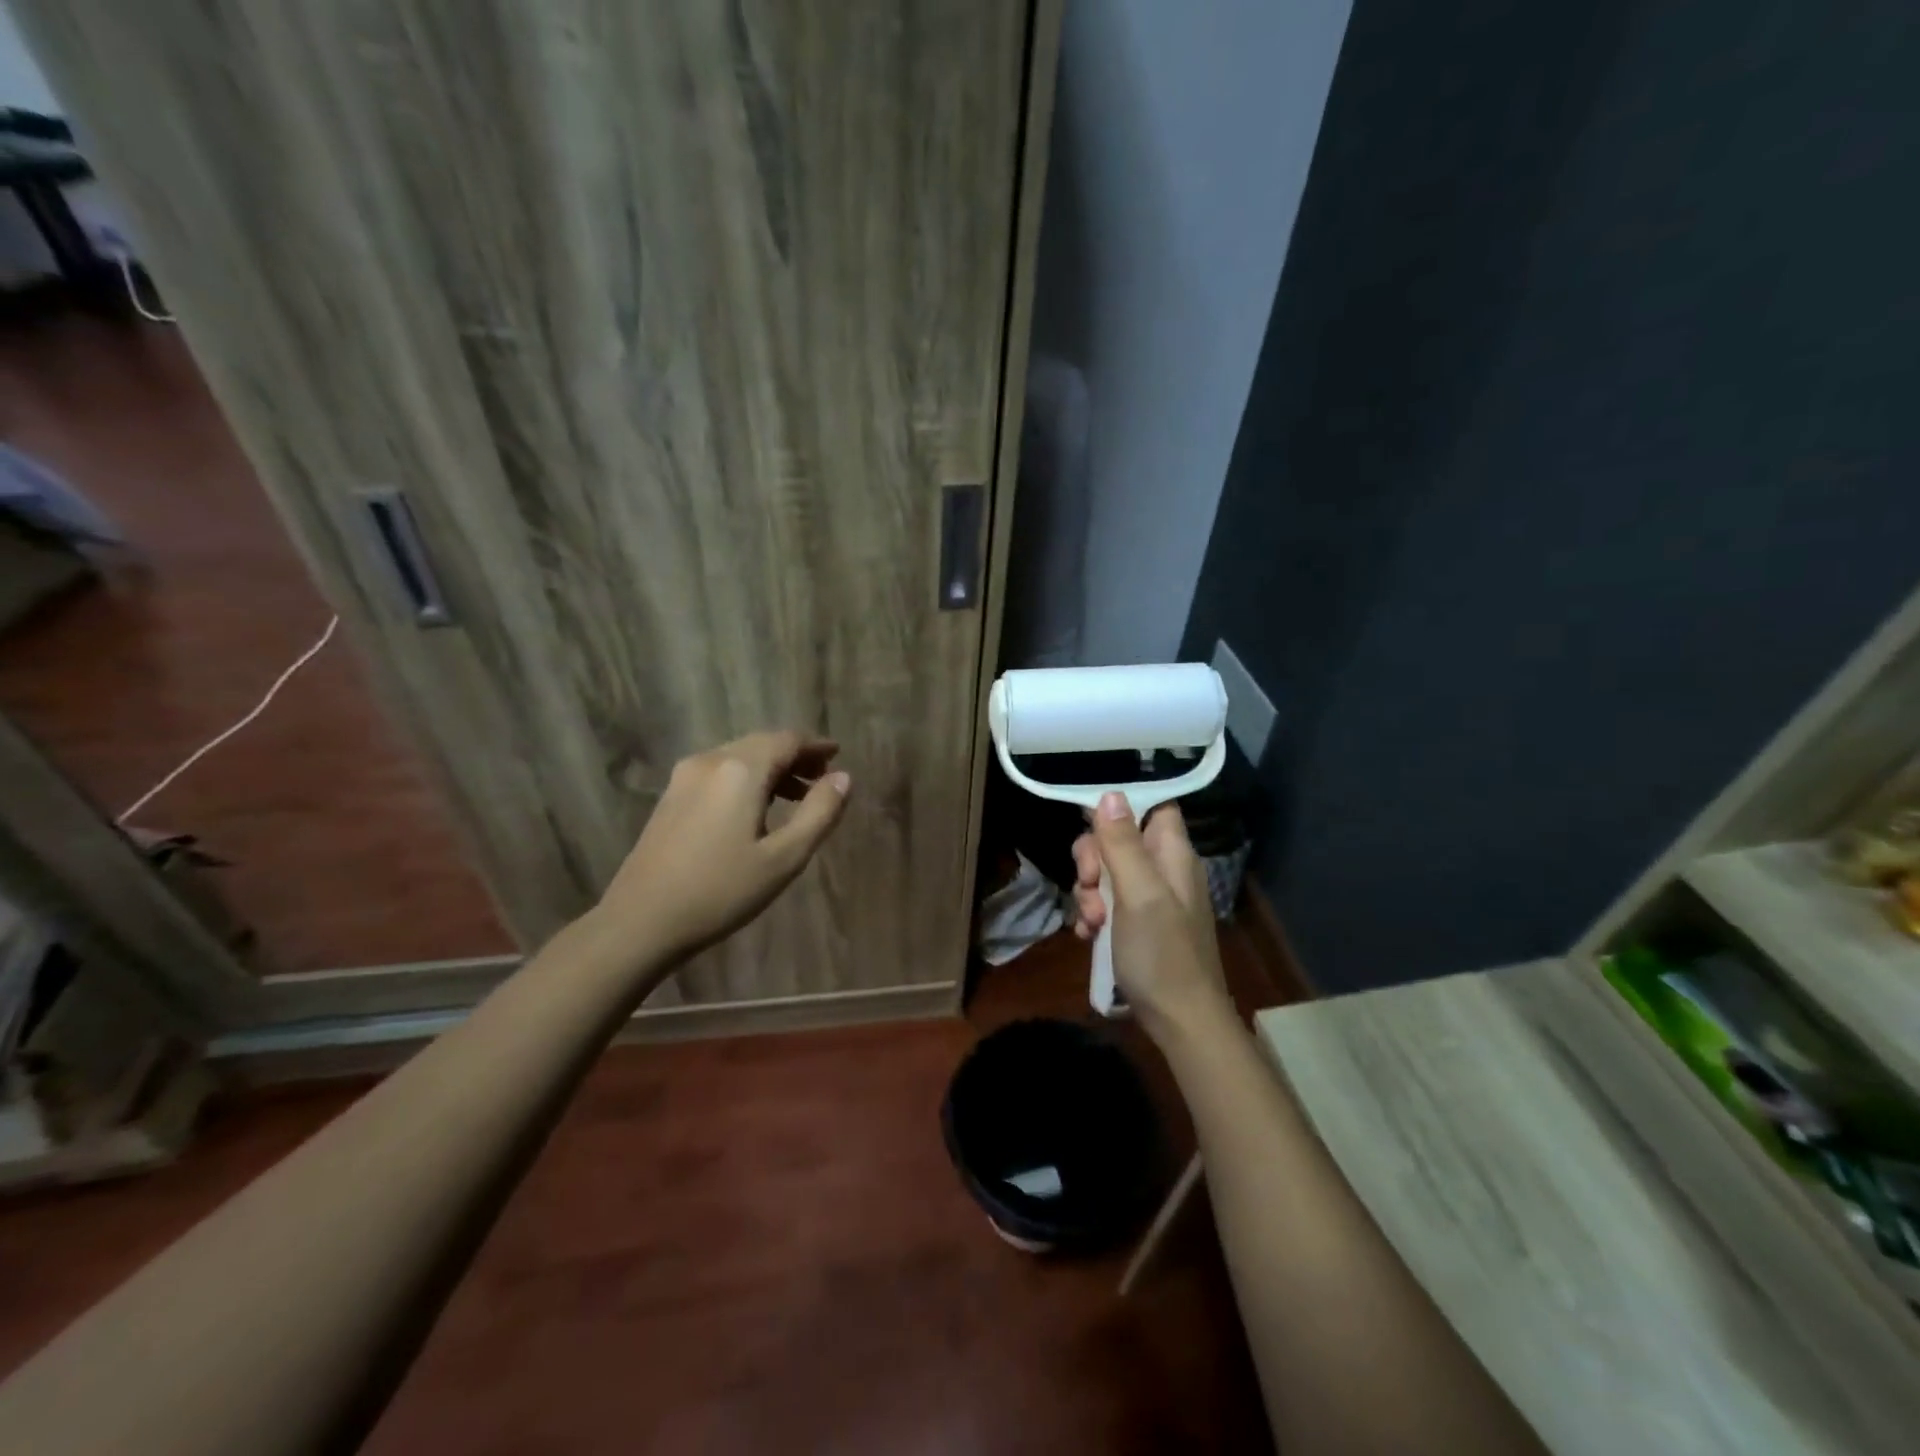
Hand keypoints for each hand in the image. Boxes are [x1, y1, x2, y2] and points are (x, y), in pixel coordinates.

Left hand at [597, 730, 850, 960]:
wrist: (640, 921)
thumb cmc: (720, 891)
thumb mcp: (784, 858)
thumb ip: (819, 813)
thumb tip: (843, 778)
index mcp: (741, 769)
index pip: (787, 740)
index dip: (816, 746)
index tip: (838, 756)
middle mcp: (711, 761)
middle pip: (763, 743)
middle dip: (795, 756)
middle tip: (823, 777)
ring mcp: (685, 777)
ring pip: (739, 757)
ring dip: (772, 769)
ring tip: (797, 797)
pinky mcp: (671, 796)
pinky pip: (720, 772)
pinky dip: (747, 779)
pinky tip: (756, 808)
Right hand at [1072, 793, 1230, 1041]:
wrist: (1181, 1022)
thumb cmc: (1161, 954)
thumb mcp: (1138, 894)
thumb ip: (1123, 844)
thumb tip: (1110, 793)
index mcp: (1172, 854)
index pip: (1152, 806)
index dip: (1121, 808)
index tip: (1091, 825)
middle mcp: (1163, 870)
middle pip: (1118, 839)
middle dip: (1093, 860)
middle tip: (1089, 886)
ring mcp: (1151, 899)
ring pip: (1107, 872)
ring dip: (1088, 893)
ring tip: (1091, 924)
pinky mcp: (1138, 924)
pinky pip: (1107, 903)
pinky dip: (1094, 916)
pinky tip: (1089, 936)